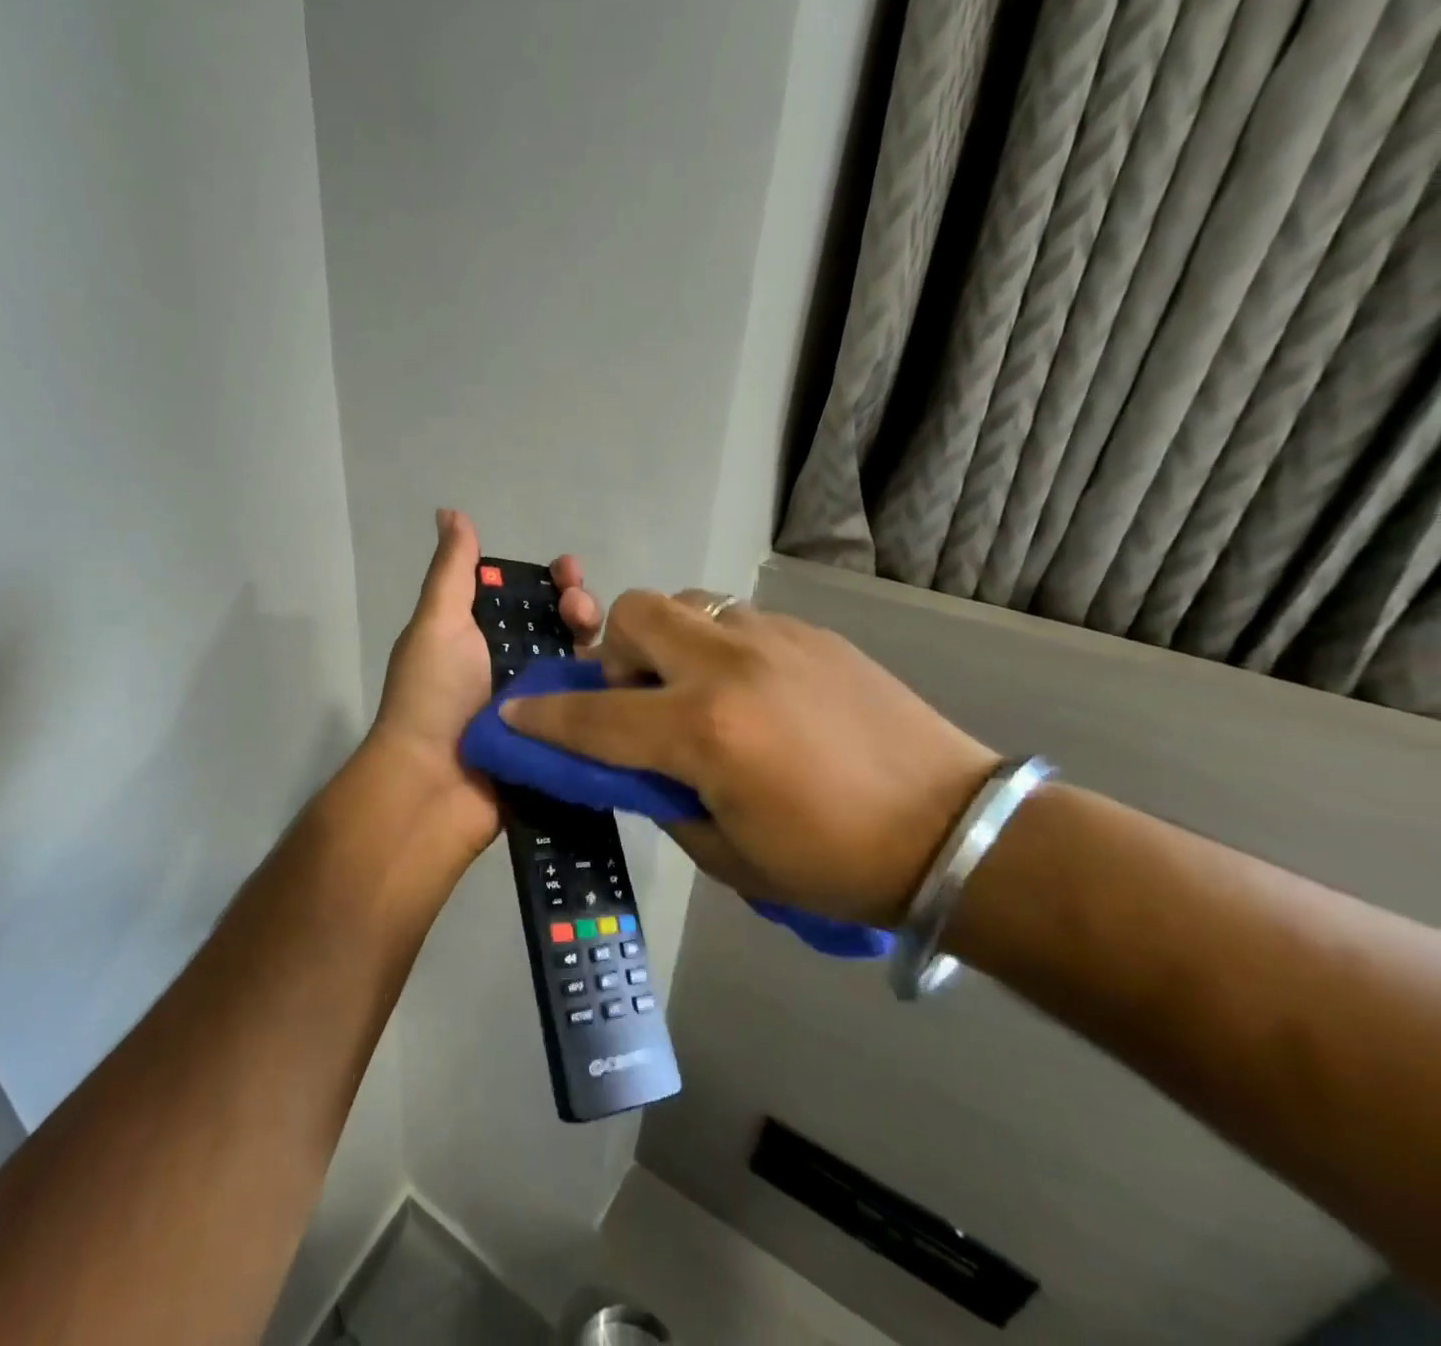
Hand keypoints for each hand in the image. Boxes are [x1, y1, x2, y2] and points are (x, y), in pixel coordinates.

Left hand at [368, 509, 601, 860]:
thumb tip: (450, 511)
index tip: (567, 571)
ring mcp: (540, 704)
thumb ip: (452, 570)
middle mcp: (513, 665)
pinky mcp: (560, 739)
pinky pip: (594, 707)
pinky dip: (611, 689)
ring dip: (599, 643)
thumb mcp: (437, 623)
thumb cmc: (432, 695)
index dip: (552, 579)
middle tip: (579, 611)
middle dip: (580, 606)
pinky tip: (631, 676)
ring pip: (583, 663)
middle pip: (563, 626)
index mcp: (483, 635)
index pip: (529, 595)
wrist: (433, 784)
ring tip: (600, 643)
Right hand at [502, 591, 997, 924]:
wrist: (958, 831)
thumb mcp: (727, 855)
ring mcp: (773, 639)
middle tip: (636, 699)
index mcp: (704, 732)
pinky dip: (718, 648)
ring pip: (686, 604)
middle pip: (635, 614)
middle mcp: (729, 667)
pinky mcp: (811, 633)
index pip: (594, 718)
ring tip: (695, 691)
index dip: (542, 719)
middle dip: (613, 652)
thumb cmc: (835, 863)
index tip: (510, 714)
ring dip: (668, 643)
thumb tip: (634, 767)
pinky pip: (736, 619)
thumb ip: (664, 798)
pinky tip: (753, 694)